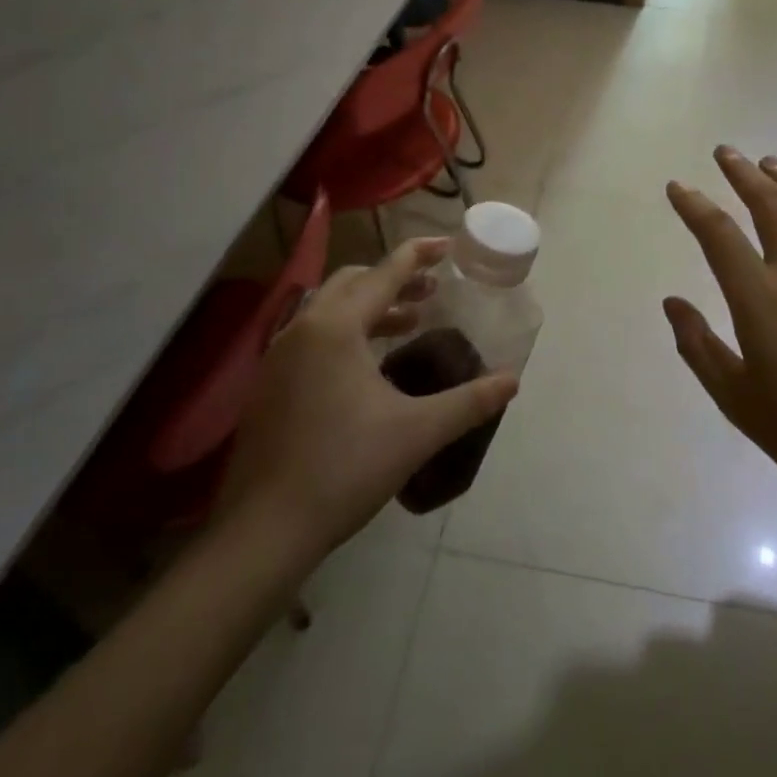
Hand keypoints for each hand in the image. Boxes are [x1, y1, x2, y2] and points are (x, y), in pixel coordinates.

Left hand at [217, 237, 518, 556]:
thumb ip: (469, 401)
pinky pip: (313, 335)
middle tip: (431, 292)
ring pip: (329, 308)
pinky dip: (347, 331)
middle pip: (352, 282)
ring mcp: (278, 357)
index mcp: (336, 327)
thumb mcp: (417, 431)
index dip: (418, 254)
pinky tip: (368, 365)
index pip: (384, 273)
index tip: (447, 244)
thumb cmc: (344, 468)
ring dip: (370, 305)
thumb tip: (512, 381)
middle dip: (394, 279)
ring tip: (408, 322)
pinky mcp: (268, 384)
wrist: (263, 532)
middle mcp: (302, 328)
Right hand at [664, 147, 776, 514]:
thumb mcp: (736, 400)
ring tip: (768, 162)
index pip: (718, 235)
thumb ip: (699, 346)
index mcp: (760, 299)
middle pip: (768, 205)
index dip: (694, 205)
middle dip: (742, 173)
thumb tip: (672, 301)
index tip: (677, 187)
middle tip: (725, 152)